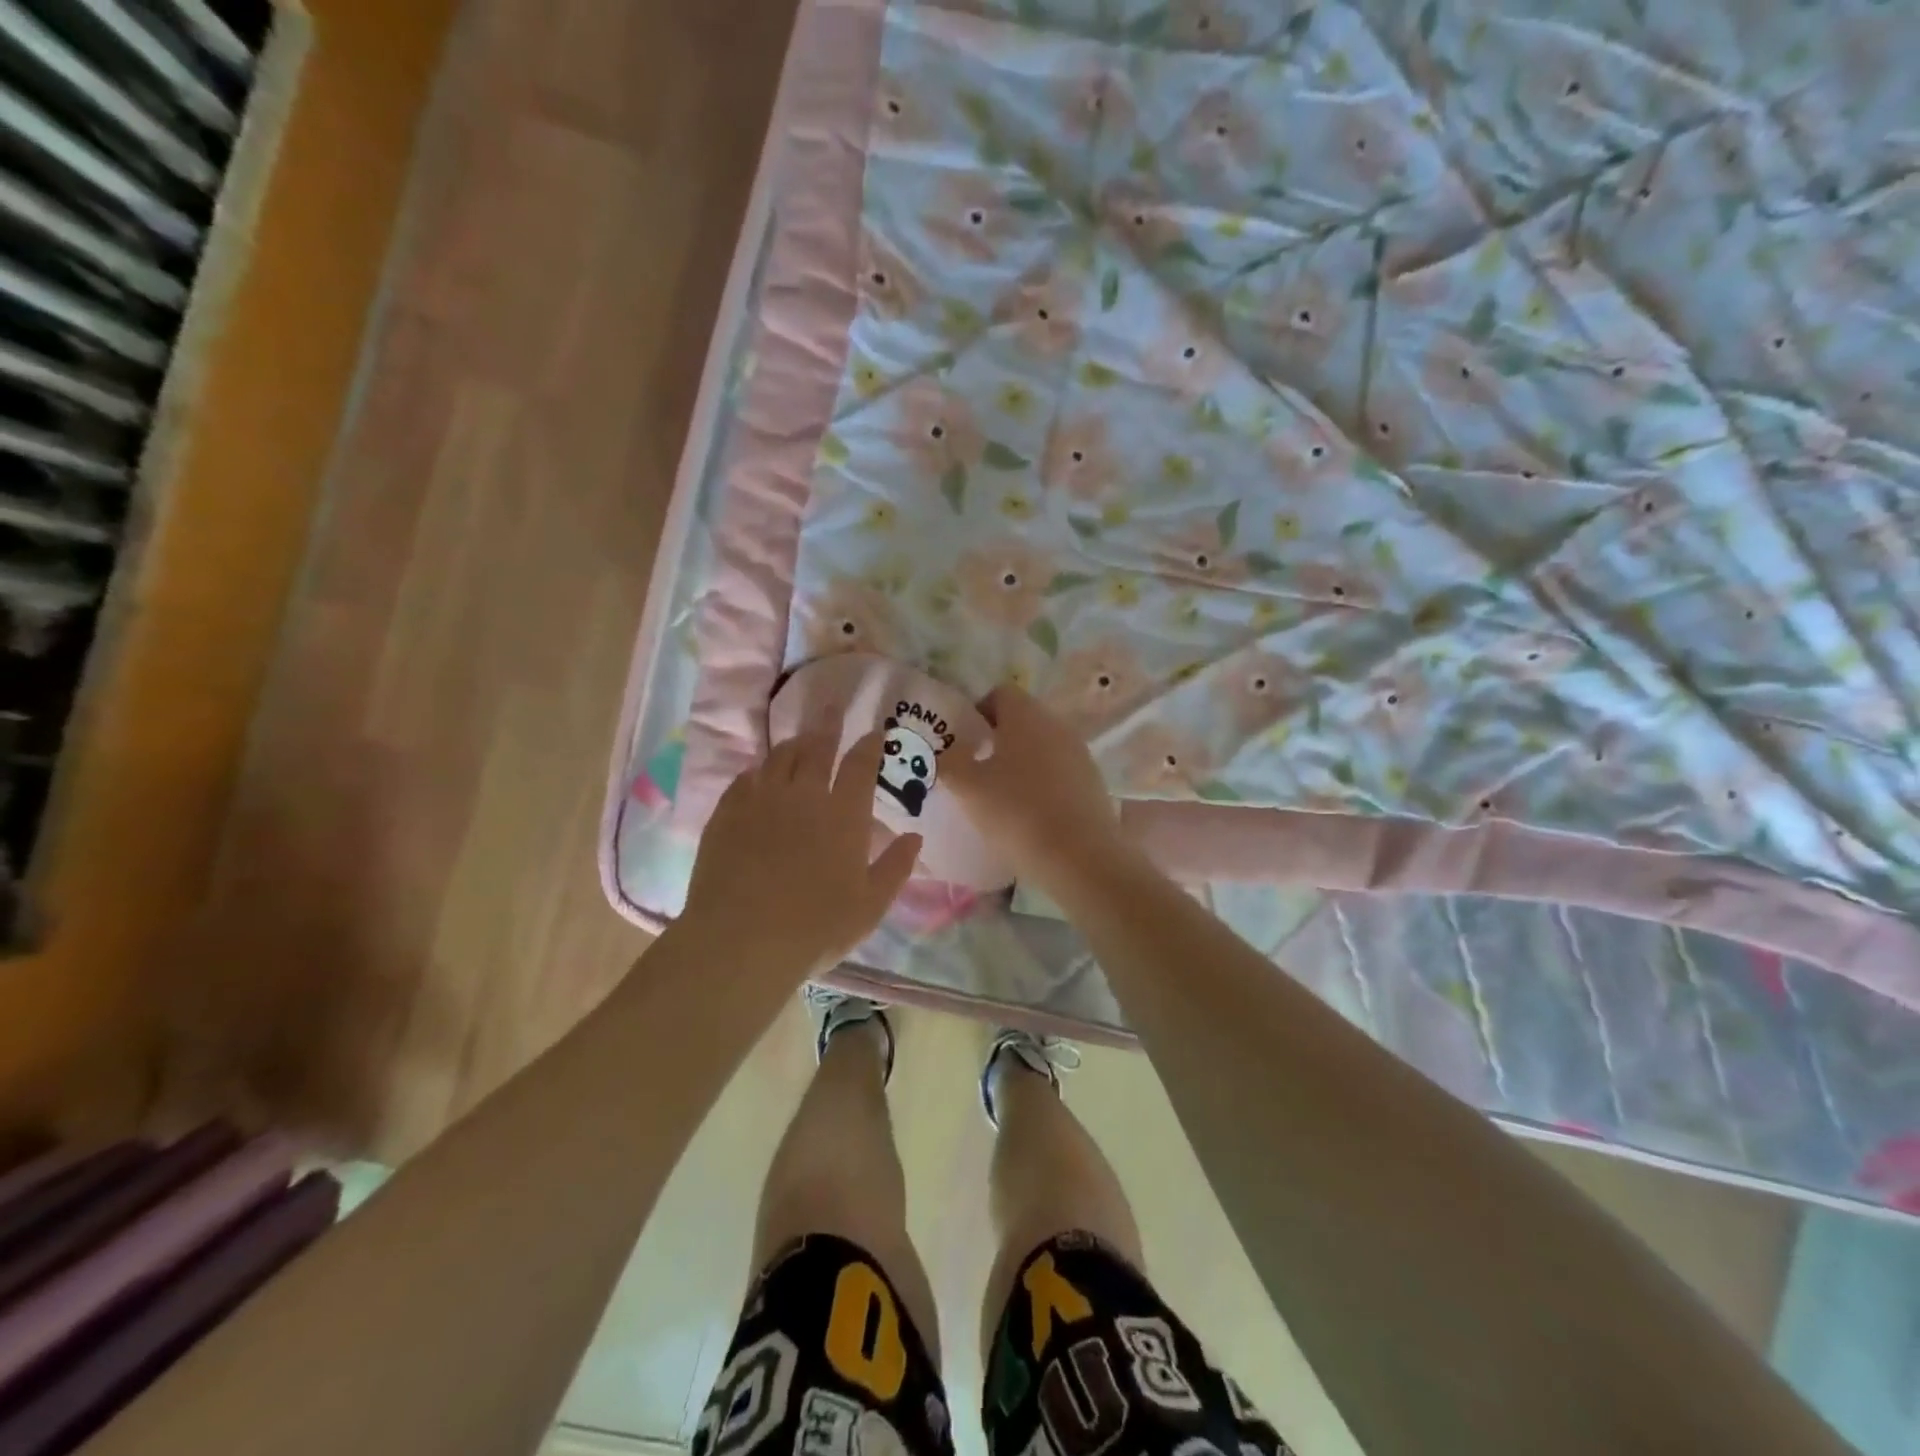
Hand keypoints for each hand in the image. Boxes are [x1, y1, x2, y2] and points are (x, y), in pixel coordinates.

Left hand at [683, 729, 921, 978]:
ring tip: (799, 739)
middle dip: (828, 724)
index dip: (869, 744)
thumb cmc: (816, 928)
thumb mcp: (870, 906)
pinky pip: (744, 779)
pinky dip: (757, 771)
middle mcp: (803, 796)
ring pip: (779, 758)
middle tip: (832, 707)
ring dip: (793, 744)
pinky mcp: (727, 814)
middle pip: (817, 748)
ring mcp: (761, 801)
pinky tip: (758, 774)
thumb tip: (915, 836)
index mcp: (843, 815)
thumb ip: (896, 867)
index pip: (860, 765)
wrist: (742, 942)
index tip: (874, 730)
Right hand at [941, 685, 1128, 896]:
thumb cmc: (1016, 813)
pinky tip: (1031, 814)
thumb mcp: (967, 788)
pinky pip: (1060, 771)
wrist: (1079, 857)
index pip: (1000, 693)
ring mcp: (1080, 754)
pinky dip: (1043, 783)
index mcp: (1026, 716)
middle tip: (977, 770)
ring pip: (1042, 746)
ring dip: (1021, 762)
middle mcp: (1057, 726)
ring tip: (1002, 796)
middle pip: (1023, 720)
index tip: (965, 742)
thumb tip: (948, 752)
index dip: (978, 712)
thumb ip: (950, 762)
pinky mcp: (1093, 782)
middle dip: (998, 739)